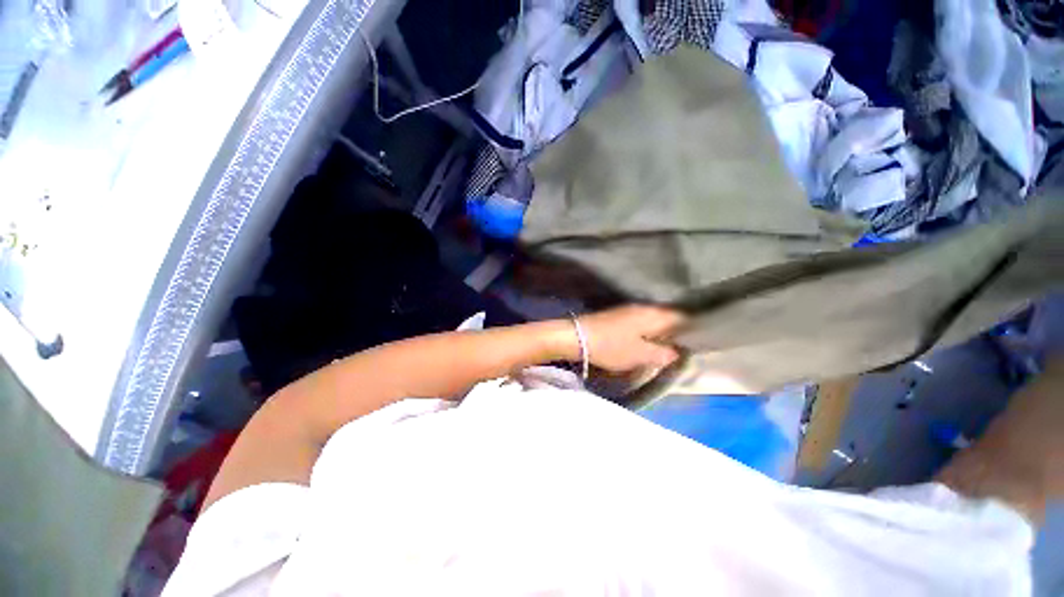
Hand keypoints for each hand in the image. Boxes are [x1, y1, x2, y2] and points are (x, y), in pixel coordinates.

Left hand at [577, 305, 684, 372]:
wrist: (577, 337)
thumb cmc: (611, 346)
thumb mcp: (640, 355)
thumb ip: (662, 354)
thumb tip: (677, 352)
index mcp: (653, 315)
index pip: (682, 317)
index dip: (693, 329)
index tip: (700, 343)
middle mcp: (644, 308)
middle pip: (668, 317)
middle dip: (677, 331)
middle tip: (685, 348)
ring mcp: (629, 310)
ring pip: (654, 320)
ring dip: (662, 332)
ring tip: (668, 347)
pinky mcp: (618, 316)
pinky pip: (641, 322)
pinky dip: (648, 331)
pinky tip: (647, 341)